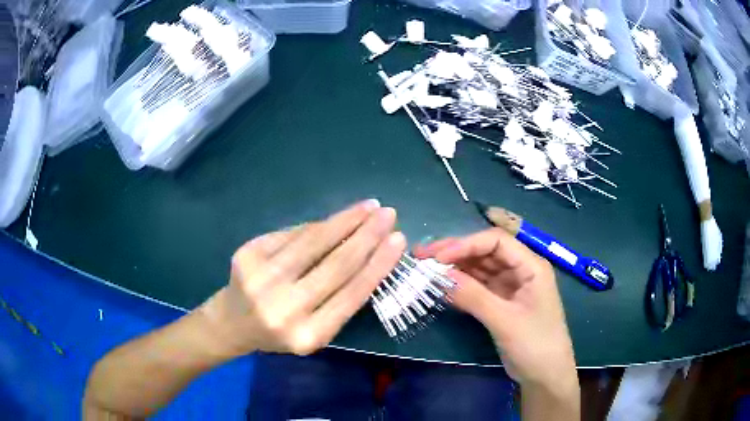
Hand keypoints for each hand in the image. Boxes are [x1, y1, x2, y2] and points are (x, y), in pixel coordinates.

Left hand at [198, 200, 405, 356]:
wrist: (232, 323)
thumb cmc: (280, 331)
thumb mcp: (315, 330)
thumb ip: (339, 300)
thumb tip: (367, 250)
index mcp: (308, 335)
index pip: (353, 294)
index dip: (379, 264)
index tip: (399, 240)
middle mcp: (284, 309)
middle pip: (336, 265)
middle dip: (367, 235)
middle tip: (388, 214)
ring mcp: (261, 279)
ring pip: (313, 241)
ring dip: (345, 220)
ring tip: (367, 207)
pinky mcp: (248, 255)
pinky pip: (292, 234)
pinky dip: (316, 226)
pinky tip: (333, 220)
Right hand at [414, 228, 576, 390]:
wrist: (545, 375)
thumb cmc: (534, 344)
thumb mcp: (505, 320)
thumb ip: (473, 297)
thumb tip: (440, 276)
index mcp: (531, 266)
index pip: (496, 242)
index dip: (466, 245)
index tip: (437, 258)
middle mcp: (521, 270)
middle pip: (486, 252)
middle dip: (456, 253)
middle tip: (422, 256)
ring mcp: (511, 286)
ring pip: (480, 269)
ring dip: (455, 269)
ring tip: (426, 270)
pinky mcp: (502, 302)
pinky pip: (479, 287)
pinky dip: (461, 286)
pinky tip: (442, 287)